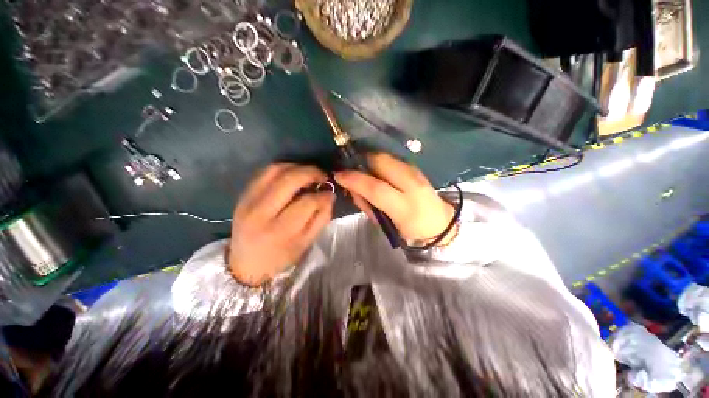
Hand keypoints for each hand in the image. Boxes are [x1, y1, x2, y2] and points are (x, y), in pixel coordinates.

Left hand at [228, 164, 334, 285]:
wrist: (246, 262)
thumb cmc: (280, 256)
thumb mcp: (307, 242)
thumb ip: (321, 217)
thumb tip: (329, 195)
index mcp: (279, 230)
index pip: (307, 202)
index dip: (323, 195)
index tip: (330, 193)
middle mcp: (261, 212)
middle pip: (289, 179)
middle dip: (312, 172)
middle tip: (323, 177)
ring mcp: (248, 200)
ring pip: (276, 170)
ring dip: (297, 167)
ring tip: (310, 174)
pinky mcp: (243, 193)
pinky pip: (265, 172)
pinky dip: (283, 168)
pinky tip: (293, 175)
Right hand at [334, 153, 454, 243]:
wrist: (440, 223)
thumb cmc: (409, 229)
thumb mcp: (385, 224)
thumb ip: (367, 205)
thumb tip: (353, 189)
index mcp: (404, 207)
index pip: (375, 188)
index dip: (354, 180)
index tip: (339, 175)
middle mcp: (412, 185)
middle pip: (382, 163)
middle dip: (362, 161)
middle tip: (352, 170)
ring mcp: (416, 173)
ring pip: (387, 157)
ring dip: (370, 161)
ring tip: (364, 171)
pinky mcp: (416, 168)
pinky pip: (393, 159)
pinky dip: (380, 162)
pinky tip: (377, 171)